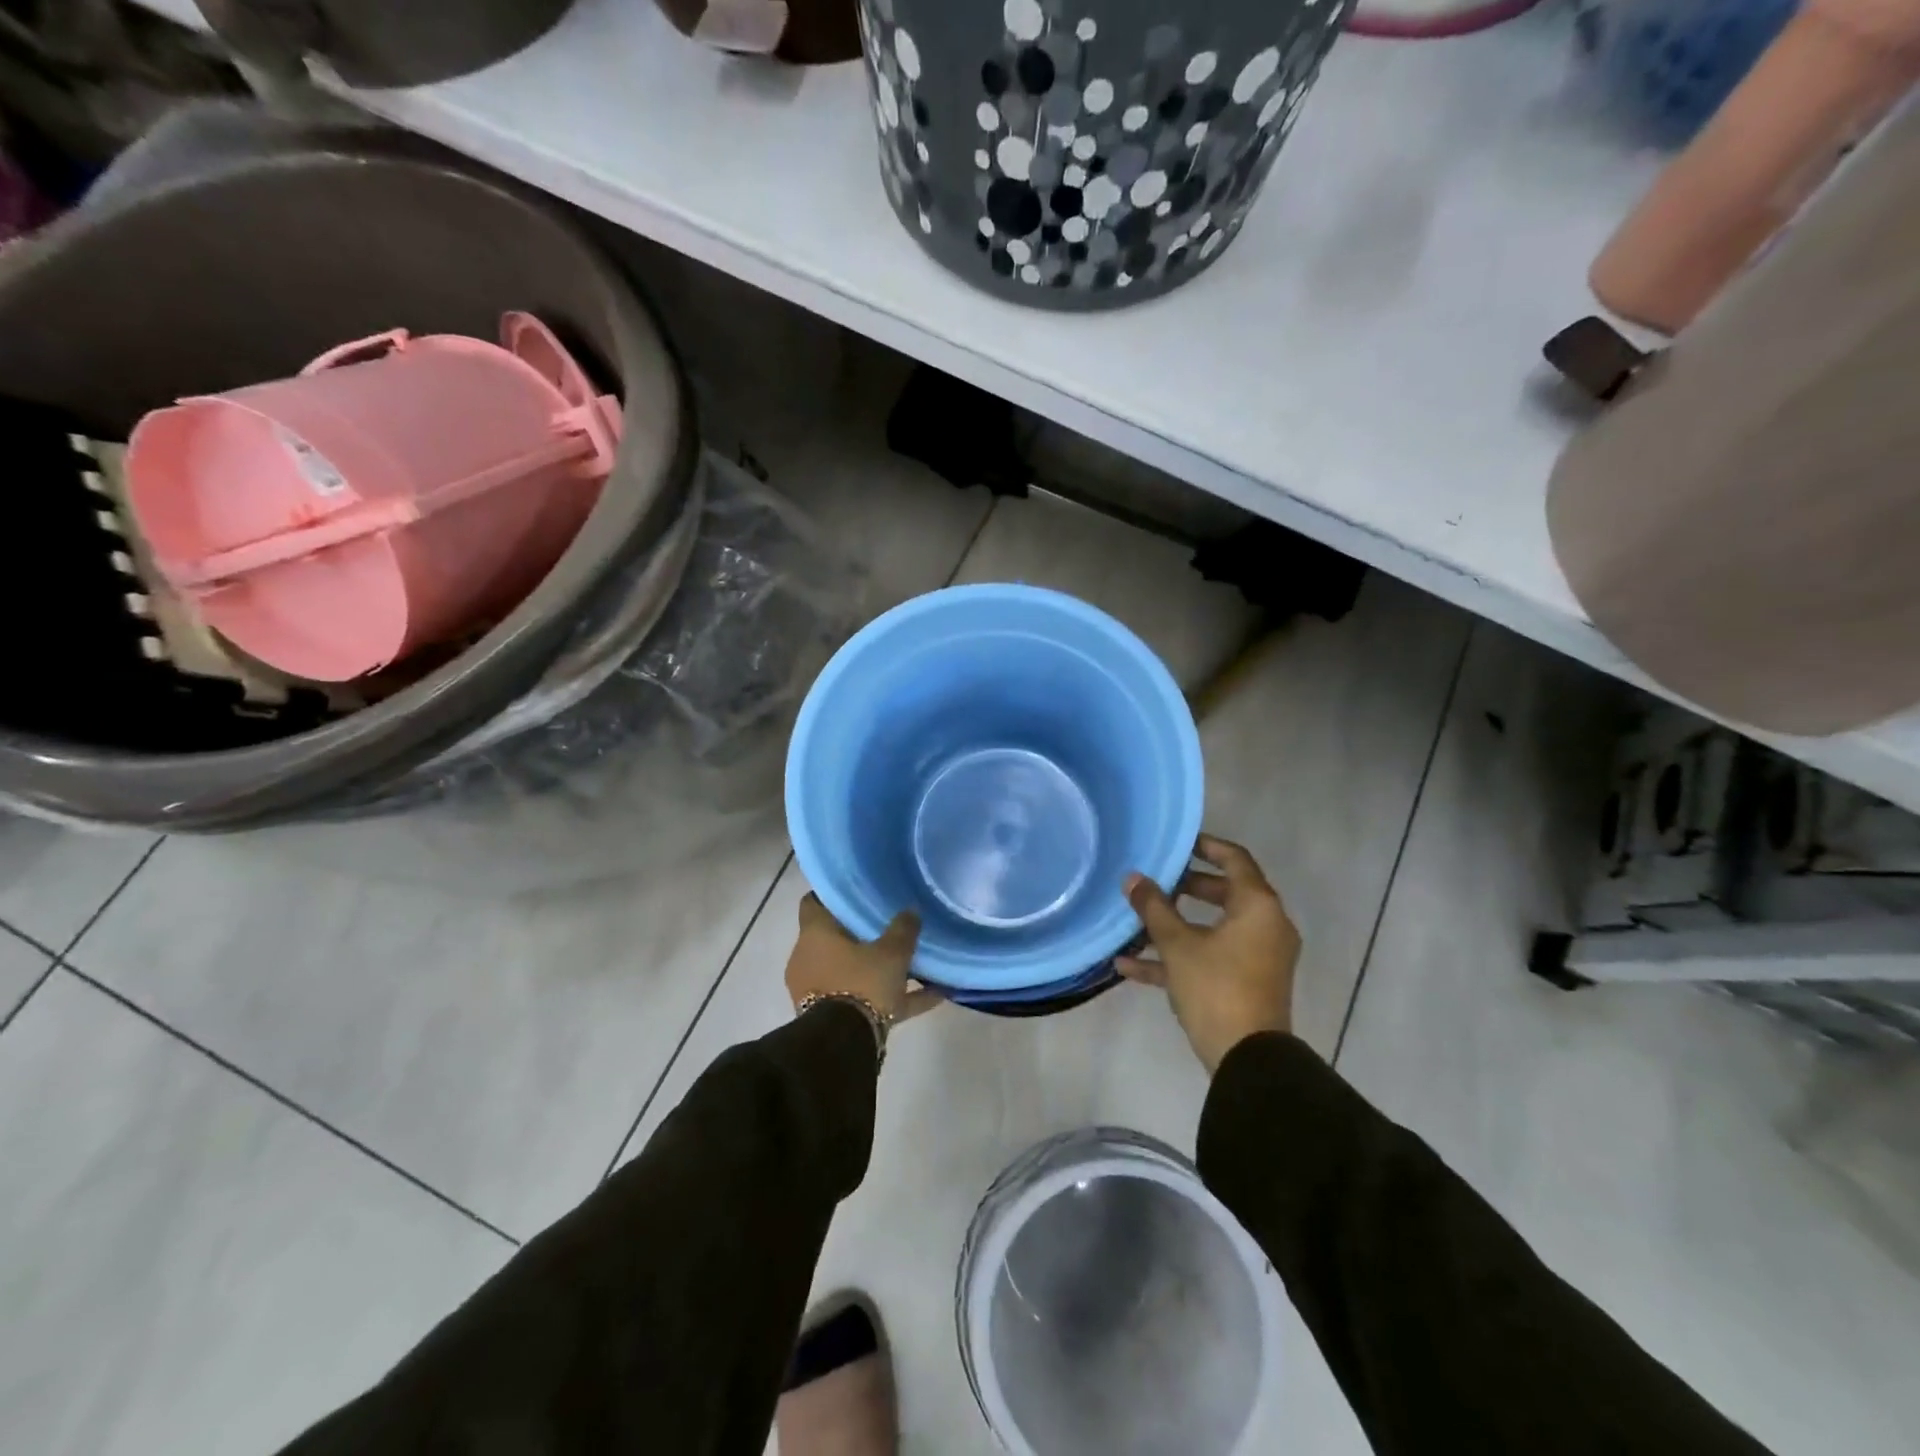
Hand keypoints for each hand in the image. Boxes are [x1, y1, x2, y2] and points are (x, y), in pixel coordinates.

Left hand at [786, 893, 940, 1022]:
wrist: (844, 1043)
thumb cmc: (862, 982)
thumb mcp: (892, 953)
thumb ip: (903, 929)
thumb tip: (911, 911)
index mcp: (814, 935)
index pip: (813, 903)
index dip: (833, 897)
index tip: (856, 892)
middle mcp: (808, 959)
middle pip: (834, 938)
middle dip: (859, 935)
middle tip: (888, 924)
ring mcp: (816, 990)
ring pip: (850, 971)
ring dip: (877, 969)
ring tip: (914, 964)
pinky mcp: (830, 1017)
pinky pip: (864, 1000)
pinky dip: (891, 998)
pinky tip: (932, 995)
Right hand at [1119, 834, 1298, 1073]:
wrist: (1248, 1059)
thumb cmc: (1216, 987)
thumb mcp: (1177, 944)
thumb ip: (1154, 908)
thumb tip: (1132, 878)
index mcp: (1258, 906)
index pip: (1235, 859)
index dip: (1205, 845)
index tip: (1177, 843)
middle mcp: (1265, 926)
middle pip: (1224, 893)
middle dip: (1185, 887)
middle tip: (1154, 881)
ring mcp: (1258, 957)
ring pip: (1213, 928)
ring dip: (1175, 925)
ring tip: (1136, 921)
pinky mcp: (1247, 983)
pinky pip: (1211, 958)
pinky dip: (1179, 957)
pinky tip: (1130, 967)